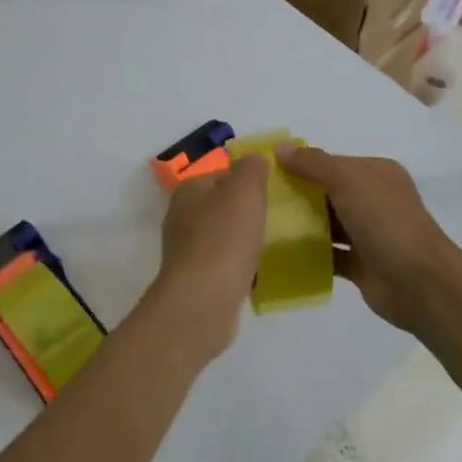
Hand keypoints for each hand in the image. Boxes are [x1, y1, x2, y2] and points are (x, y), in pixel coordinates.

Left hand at [149, 155, 269, 357]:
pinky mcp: (196, 279)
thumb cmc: (224, 239)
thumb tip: (253, 159)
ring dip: (245, 239)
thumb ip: (251, 168)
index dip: (248, 178)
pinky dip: (241, 265)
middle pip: (221, 205)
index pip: (221, 172)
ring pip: (223, 235)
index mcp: (189, 190)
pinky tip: (260, 272)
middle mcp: (182, 217)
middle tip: (280, 216)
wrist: (203, 301)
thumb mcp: (244, 191)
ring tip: (274, 243)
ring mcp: (187, 251)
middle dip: (247, 210)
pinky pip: (224, 264)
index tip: (275, 189)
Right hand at [277, 146, 460, 333]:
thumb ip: (313, 163)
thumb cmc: (385, 221)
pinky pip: (328, 255)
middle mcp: (374, 200)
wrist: (419, 282)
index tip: (265, 171)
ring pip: (327, 225)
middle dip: (296, 195)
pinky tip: (279, 255)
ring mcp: (368, 234)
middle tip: (256, 200)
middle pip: (327, 193)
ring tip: (261, 226)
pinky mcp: (360, 264)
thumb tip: (279, 147)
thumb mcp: (349, 180)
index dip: (301, 164)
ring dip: (300, 226)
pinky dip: (308, 254)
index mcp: (376, 174)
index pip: (332, 163)